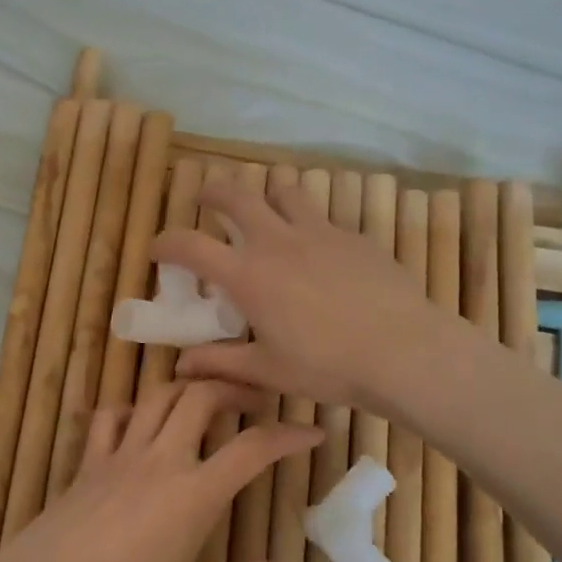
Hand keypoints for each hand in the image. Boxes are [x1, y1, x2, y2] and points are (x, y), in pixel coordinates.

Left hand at [0, 380, 321, 561]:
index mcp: (195, 493)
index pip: (253, 449)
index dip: (289, 435)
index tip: (314, 432)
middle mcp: (161, 458)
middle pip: (202, 397)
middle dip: (236, 389)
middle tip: (255, 403)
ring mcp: (121, 453)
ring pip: (159, 396)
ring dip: (188, 389)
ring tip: (206, 401)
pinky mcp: (90, 460)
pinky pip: (112, 416)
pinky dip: (132, 409)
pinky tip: (141, 423)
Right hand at [153, 173, 436, 407]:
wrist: (404, 351)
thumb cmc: (328, 366)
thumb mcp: (268, 371)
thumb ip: (220, 363)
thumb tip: (180, 366)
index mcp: (247, 275)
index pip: (190, 245)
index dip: (165, 242)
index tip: (157, 248)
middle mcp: (277, 242)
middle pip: (235, 194)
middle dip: (212, 190)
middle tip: (205, 199)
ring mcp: (318, 232)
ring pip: (284, 191)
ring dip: (266, 196)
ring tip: (265, 212)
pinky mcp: (353, 236)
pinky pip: (322, 216)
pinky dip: (307, 223)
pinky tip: (318, 251)